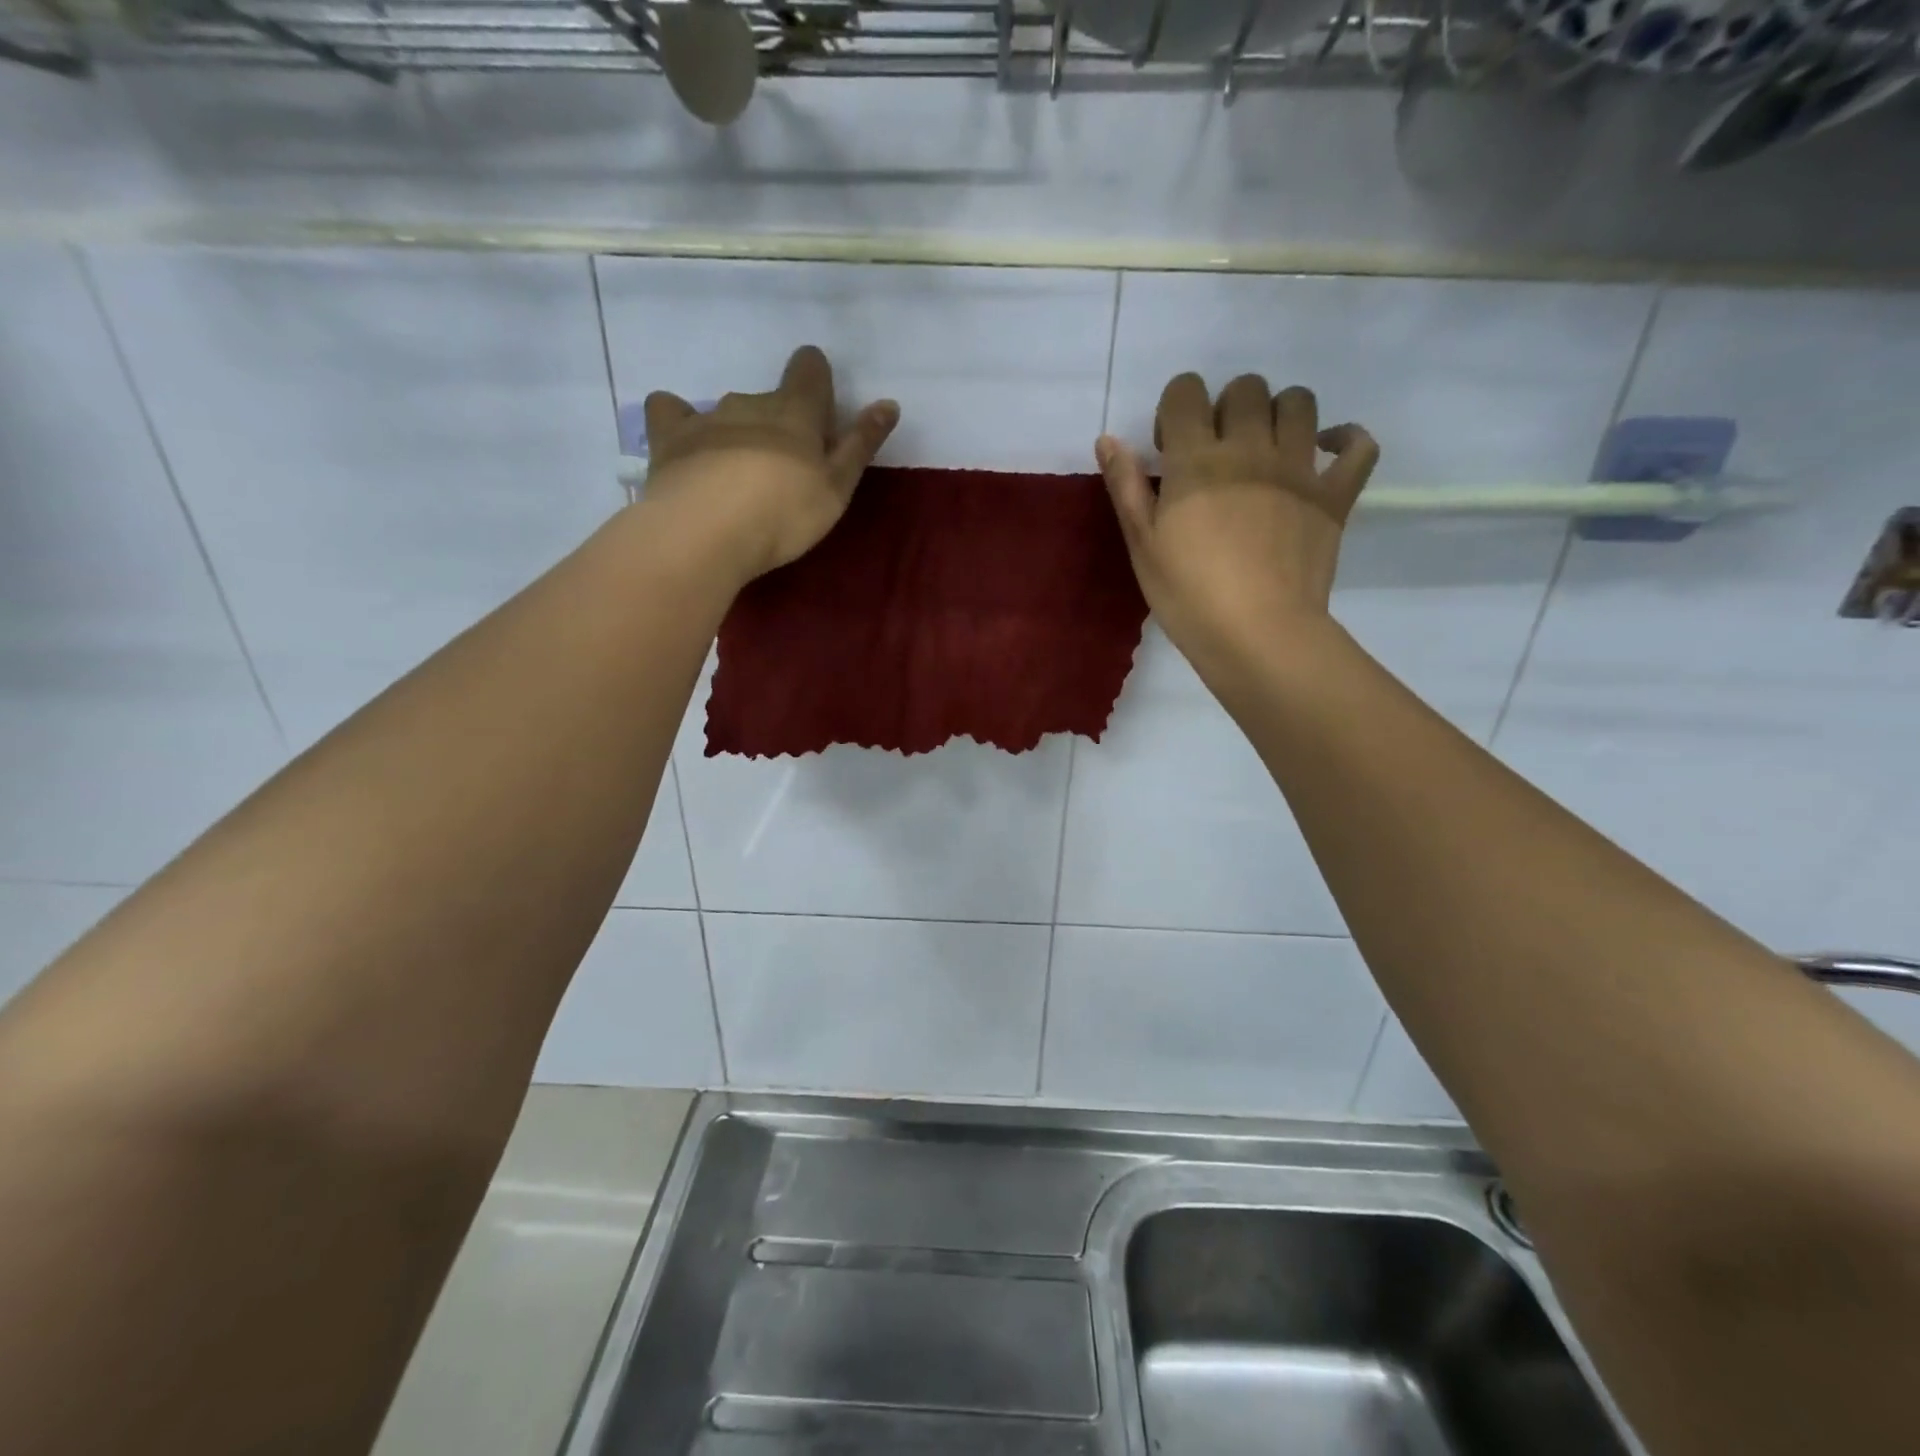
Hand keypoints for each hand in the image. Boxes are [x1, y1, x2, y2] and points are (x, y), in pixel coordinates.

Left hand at [642, 345, 898, 581]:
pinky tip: (682, 444)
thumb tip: (889, 403)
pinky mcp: (670, 438)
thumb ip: (861, 445)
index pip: (810, 371)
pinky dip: (677, 419)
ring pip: (728, 411)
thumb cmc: (784, 513)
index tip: (820, 410)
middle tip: (784, 468)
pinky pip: (670, 411)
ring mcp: (707, 417)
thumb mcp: (836, 488)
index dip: (816, 379)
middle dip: (779, 422)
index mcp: (796, 412)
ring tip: (736, 474)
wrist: (707, 531)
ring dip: (737, 431)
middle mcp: (751, 403)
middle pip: (770, 398)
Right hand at [1095, 372, 1377, 666]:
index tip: (1171, 448)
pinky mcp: (1335, 495)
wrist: (1256, 633)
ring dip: (1280, 413)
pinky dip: (1346, 440)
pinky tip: (1327, 452)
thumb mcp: (1142, 544)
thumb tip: (1108, 438)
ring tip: (1266, 448)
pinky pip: (1359, 446)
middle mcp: (1251, 448)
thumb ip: (1125, 486)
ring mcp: (1299, 468)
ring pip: (1300, 402)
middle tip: (1217, 452)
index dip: (1175, 409)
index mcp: (1198, 459)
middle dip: (1227, 407)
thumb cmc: (1188, 594)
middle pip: (1246, 388)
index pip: (1186, 392)